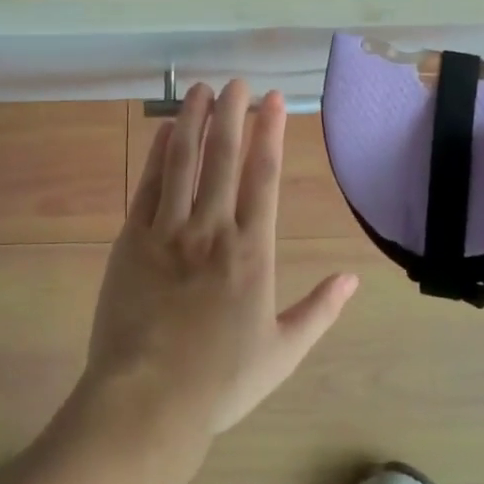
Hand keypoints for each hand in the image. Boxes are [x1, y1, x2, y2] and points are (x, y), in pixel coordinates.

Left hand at [82, 81, 358, 436]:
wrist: (148, 400)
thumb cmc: (220, 380)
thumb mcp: (283, 351)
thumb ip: (319, 310)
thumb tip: (351, 279)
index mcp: (253, 252)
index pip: (264, 177)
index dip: (269, 133)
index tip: (273, 101)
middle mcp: (213, 230)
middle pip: (224, 158)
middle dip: (232, 114)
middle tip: (238, 82)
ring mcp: (169, 231)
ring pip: (184, 162)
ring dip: (195, 121)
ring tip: (202, 89)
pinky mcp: (132, 240)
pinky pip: (149, 186)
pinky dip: (159, 154)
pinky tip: (167, 130)